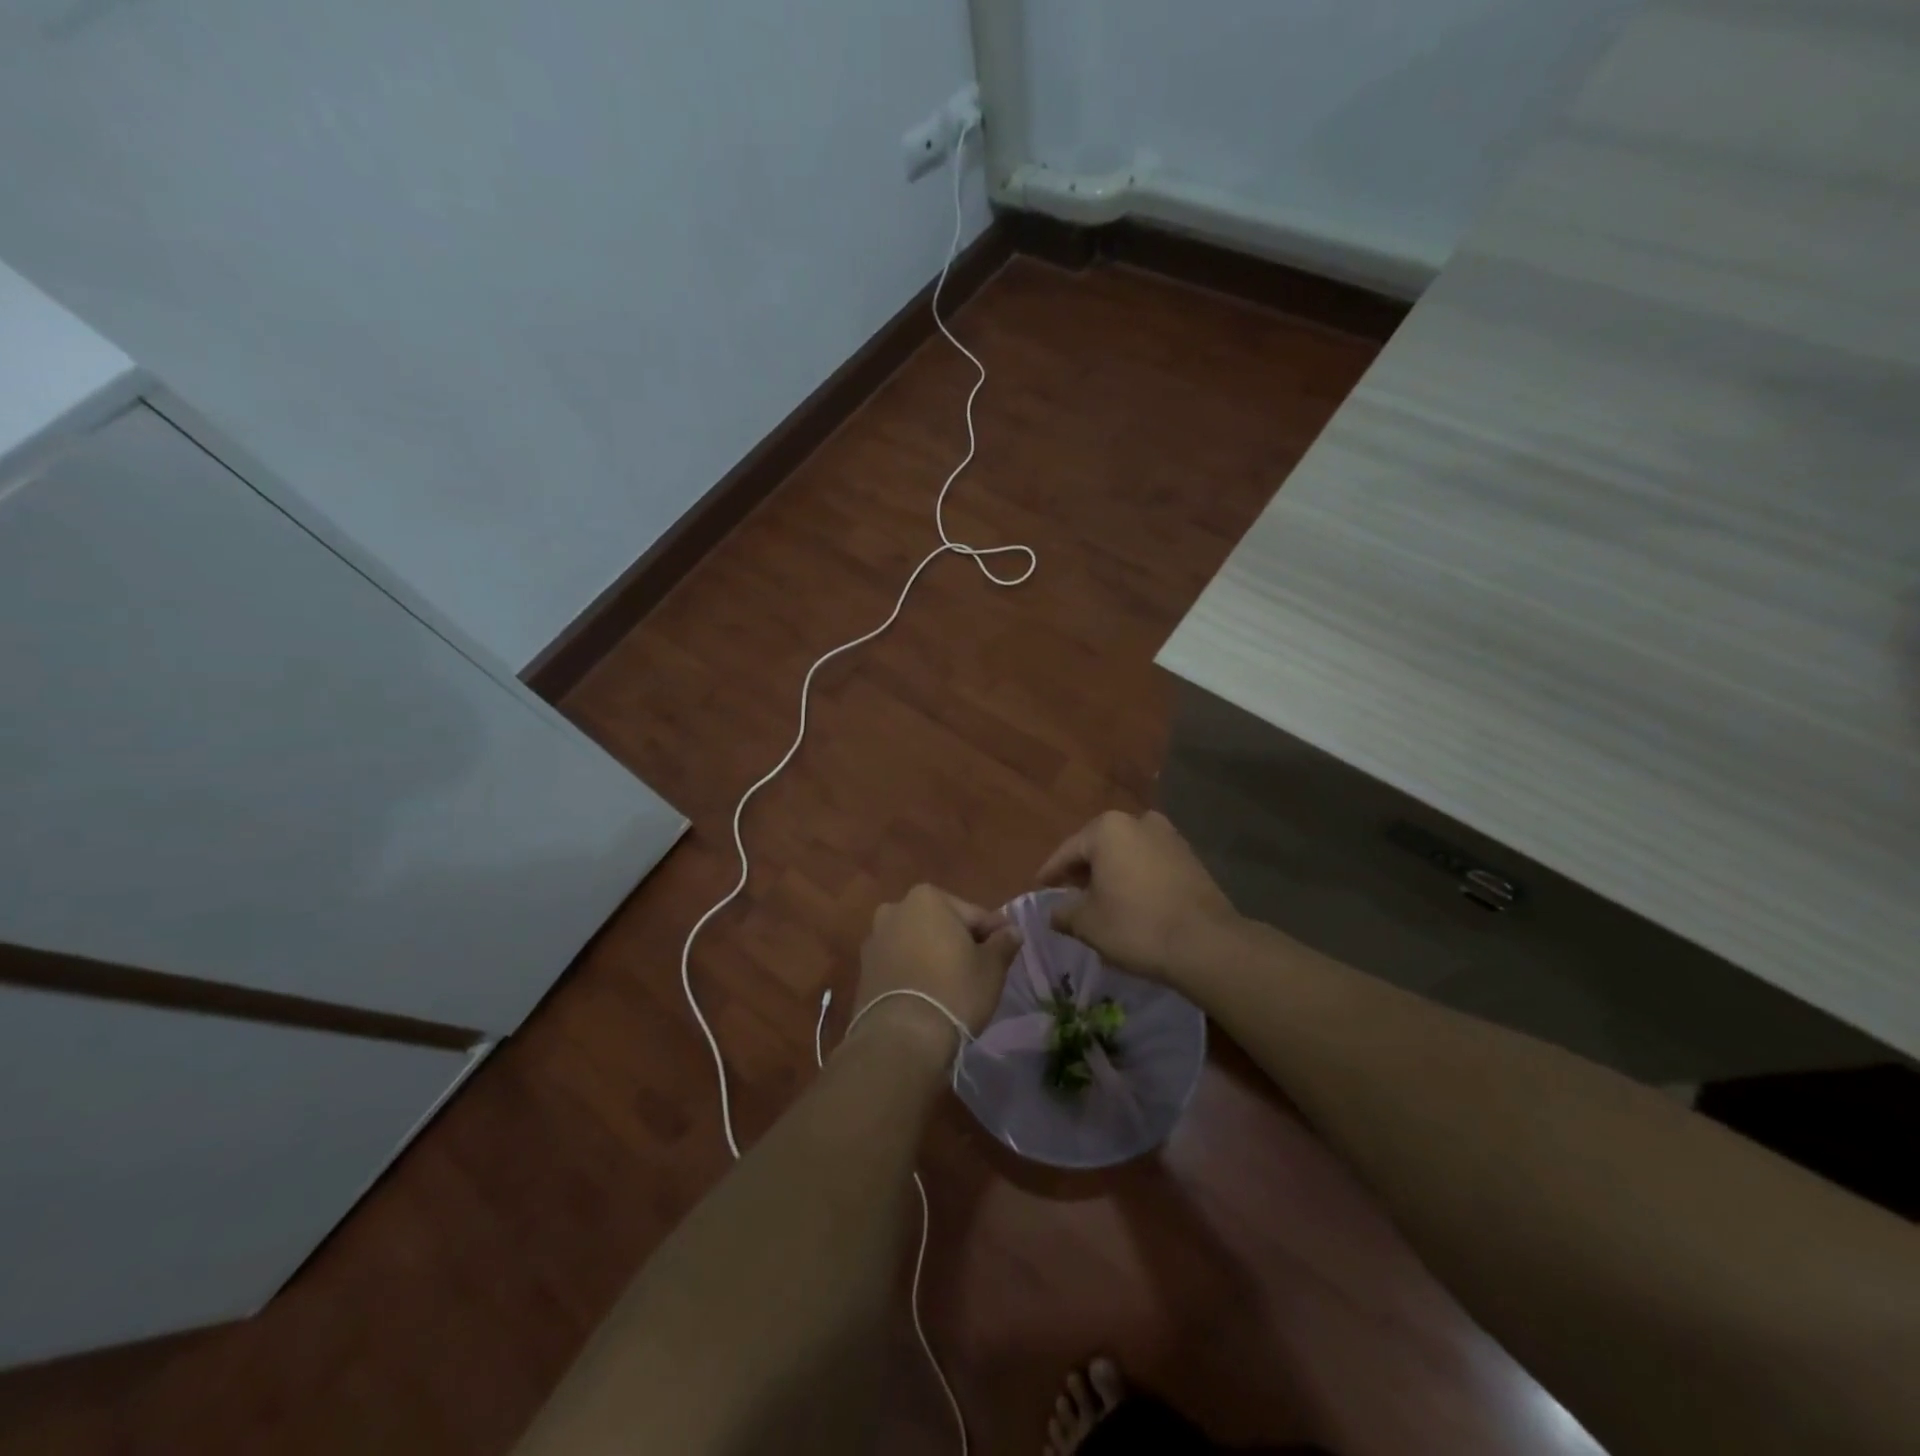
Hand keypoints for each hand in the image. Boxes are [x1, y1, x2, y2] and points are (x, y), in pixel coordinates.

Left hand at [853, 885, 1022, 1059]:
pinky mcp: (864, 969)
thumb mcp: (991, 967)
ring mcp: (875, 939)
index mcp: (927, 898)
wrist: (901, 1037)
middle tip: (980, 968)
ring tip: (953, 984)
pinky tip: (928, 994)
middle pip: (940, 924)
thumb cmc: (954, 991)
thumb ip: (1003, 943)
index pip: (973, 914)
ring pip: (917, 942)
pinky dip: (913, 971)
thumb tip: (1012, 931)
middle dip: (959, 941)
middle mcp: (895, 909)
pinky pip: (899, 963)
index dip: (992, 933)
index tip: (1006, 950)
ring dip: (933, 955)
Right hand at [1037, 810, 1237, 983]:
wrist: (1206, 943)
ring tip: (1100, 898)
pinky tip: (1131, 899)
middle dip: (1083, 869)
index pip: (1068, 851)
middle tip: (1069, 892)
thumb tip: (1054, 913)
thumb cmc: (1135, 926)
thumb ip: (1065, 913)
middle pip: (1099, 846)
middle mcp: (1138, 821)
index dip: (1051, 872)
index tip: (1040, 886)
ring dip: (1111, 871)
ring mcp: (1169, 836)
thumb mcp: (1088, 924)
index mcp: (1107, 829)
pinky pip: (1150, 862)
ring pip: (1127, 852)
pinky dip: (1136, 876)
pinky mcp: (1190, 856)